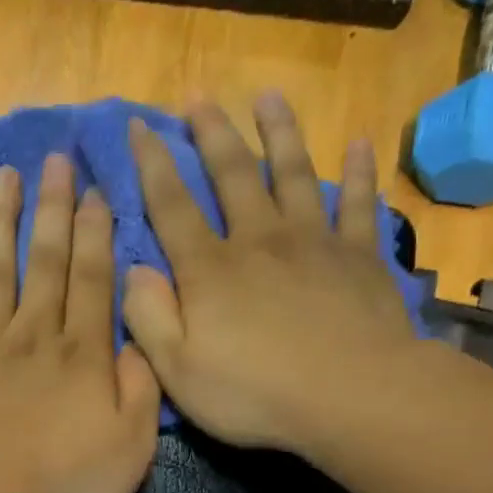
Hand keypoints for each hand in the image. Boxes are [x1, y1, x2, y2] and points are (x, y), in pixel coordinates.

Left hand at [0, 153, 161, 492]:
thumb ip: (142, 391)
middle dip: (54, 209)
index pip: (95, 280)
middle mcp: (37, 335)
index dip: (97, 234)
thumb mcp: (131, 448)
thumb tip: (136, 344)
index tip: (96, 192)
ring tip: (5, 175)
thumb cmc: (64, 484)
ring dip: (2, 220)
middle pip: (48, 262)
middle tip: (56, 160)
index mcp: (85, 354)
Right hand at [123, 93, 418, 454]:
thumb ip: (149, 318)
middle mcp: (258, 241)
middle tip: (199, 97)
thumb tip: (133, 271)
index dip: (152, 165)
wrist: (350, 396)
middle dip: (211, 134)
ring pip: (292, 173)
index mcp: (209, 271)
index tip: (139, 126)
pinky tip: (359, 144)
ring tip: (269, 97)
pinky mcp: (359, 256)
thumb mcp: (178, 371)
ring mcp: (313, 242)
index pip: (171, 206)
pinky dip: (357, 173)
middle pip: (232, 175)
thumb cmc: (254, 393)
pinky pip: (357, 204)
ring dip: (279, 133)